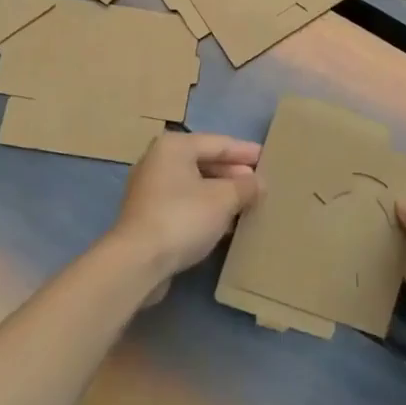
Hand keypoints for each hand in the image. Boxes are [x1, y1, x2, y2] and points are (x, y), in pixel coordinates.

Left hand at [107, 132, 261, 299]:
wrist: (137, 261)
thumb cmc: (182, 218)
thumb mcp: (223, 200)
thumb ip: (245, 187)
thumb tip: (257, 183)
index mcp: (174, 146)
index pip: (218, 143)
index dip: (245, 152)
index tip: (268, 158)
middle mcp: (158, 160)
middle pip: (204, 162)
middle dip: (233, 173)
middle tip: (261, 184)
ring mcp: (150, 189)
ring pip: (195, 185)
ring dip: (221, 193)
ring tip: (248, 203)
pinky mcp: (148, 215)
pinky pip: (185, 203)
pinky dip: (206, 209)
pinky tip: (226, 223)